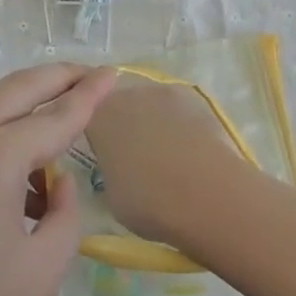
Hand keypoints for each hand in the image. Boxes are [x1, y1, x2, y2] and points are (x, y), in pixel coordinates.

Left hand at [0, 62, 117, 295]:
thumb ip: (65, 214)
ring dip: (27, 105)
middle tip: (91, 74)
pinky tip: (18, 177)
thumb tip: (57, 180)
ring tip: (60, 132)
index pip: (55, 115)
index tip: (114, 71)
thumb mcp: (41, 274)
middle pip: (18, 88)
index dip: (90, 94)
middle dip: (58, 76)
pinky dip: (1, 132)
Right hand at [84, 72, 246, 246]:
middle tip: (134, 158)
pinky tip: (189, 153)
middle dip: (123, 125)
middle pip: (119, 105)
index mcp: (98, 117)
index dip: (95, 134)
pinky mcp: (192, 98)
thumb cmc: (150, 203)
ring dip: (152, 123)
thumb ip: (109, 170)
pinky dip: (178, 126)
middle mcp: (125, 94)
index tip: (104, 155)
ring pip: (148, 105)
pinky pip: (176, 111)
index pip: (87, 116)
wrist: (208, 195)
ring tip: (166, 157)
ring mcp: (160, 92)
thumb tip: (118, 166)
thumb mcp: (112, 196)